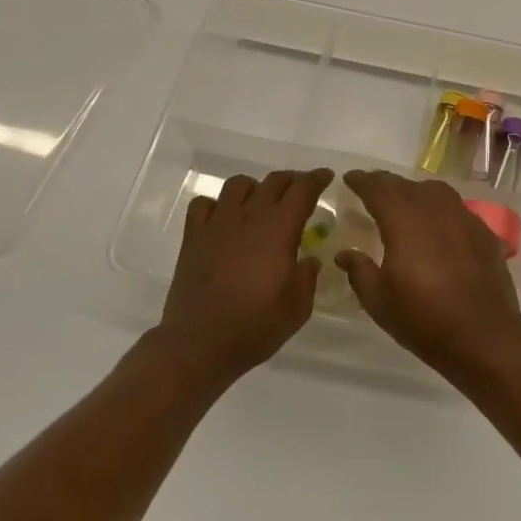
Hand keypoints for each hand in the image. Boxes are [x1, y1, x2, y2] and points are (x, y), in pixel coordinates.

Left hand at [158, 169, 333, 382]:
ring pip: (238, 185)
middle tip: (301, 191)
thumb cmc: (255, 326)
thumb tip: (309, 259)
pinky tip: (223, 219)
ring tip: (261, 203)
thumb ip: (307, 276)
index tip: (327, 176)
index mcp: (279, 229)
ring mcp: (217, 224)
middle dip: (292, 180)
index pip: (302, 190)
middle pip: (273, 181)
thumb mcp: (298, 307)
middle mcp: (249, 217)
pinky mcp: (193, 237)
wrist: (199, 344)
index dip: (317, 179)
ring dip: (255, 188)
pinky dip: (217, 205)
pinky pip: (203, 205)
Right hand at [336, 170, 520, 372]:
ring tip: (406, 203)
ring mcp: (464, 218)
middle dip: (386, 184)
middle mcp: (434, 209)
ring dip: (416, 193)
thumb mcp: (379, 300)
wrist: (483, 335)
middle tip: (372, 188)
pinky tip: (439, 228)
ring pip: (435, 192)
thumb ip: (359, 270)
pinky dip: (442, 211)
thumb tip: (345, 253)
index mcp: (403, 219)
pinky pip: (457, 210)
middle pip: (406, 186)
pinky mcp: (484, 233)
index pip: (378, 188)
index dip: (362, 181)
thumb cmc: (423, 318)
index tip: (350, 178)